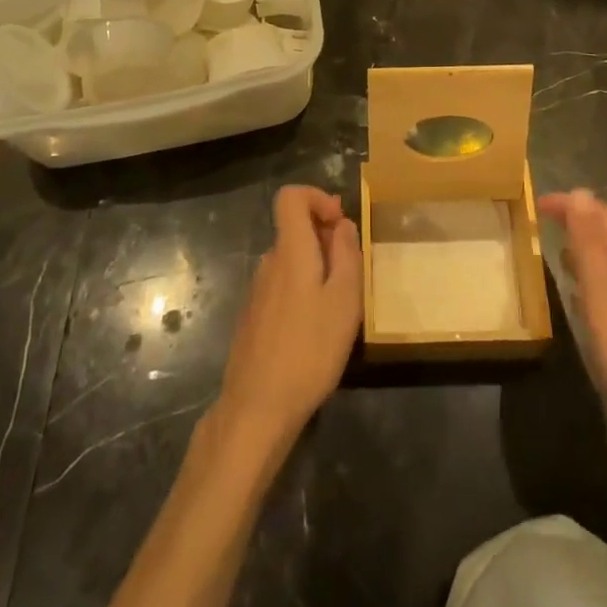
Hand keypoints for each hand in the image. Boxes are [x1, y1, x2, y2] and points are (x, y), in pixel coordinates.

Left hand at [215, 184, 361, 450]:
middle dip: (326, 240)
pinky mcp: (253, 317)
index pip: (290, 196)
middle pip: (294, 229)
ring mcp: (257, 291)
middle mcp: (268, 262)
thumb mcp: (345, 301)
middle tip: (352, 276)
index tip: (340, 224)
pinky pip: (282, 286)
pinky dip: (303, 292)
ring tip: (338, 309)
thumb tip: (343, 225)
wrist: (256, 409)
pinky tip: (315, 332)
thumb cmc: (309, 350)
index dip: (317, 197)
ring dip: (317, 270)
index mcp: (290, 251)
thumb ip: (346, 255)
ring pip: (291, 261)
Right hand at [539, 188, 606, 440]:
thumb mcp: (603, 293)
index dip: (573, 203)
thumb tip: (580, 191)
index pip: (601, 217)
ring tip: (553, 252)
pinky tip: (579, 303)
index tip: (538, 202)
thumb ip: (590, 244)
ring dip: (581, 251)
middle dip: (576, 221)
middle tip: (542, 221)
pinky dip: (588, 283)